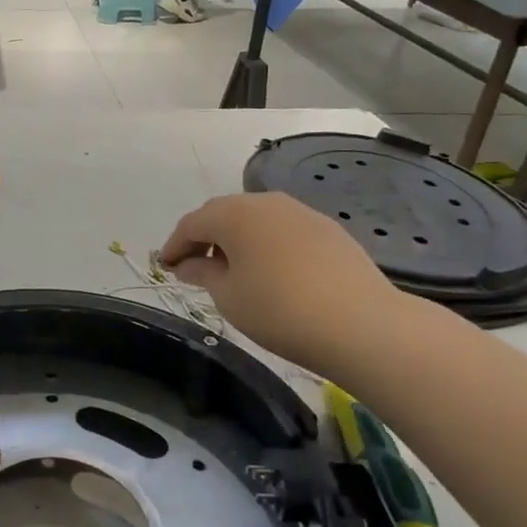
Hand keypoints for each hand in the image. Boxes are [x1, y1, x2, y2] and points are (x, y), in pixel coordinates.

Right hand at [159, 192, 402, 373]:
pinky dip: (266, 244)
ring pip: (256, 219)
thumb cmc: (278, 309)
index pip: (191, 224)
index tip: (165, 267)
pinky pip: (282, 230)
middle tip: (193, 266)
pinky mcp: (327, 229)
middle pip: (223, 214)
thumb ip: (203, 273)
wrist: (361, 324)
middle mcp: (265, 202)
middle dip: (204, 238)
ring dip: (236, 239)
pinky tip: (269, 271)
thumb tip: (189, 264)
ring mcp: (300, 212)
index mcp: (233, 214)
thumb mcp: (227, 296)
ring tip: (231, 270)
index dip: (174, 246)